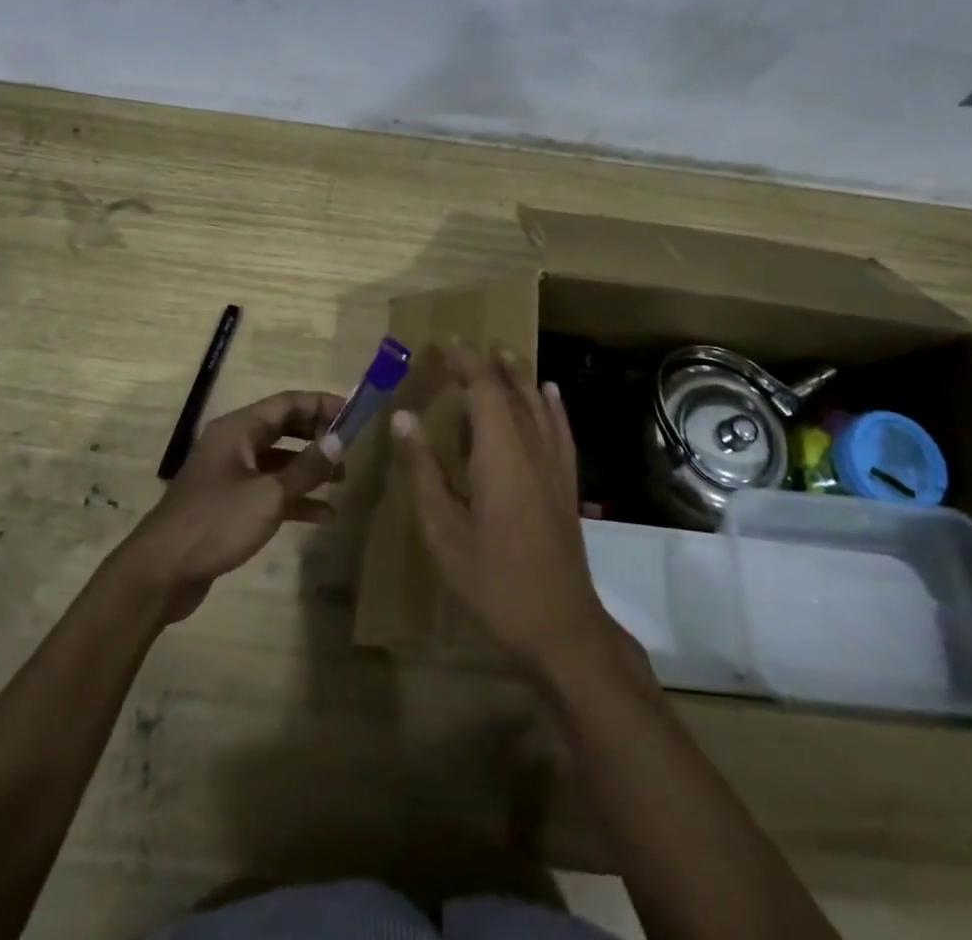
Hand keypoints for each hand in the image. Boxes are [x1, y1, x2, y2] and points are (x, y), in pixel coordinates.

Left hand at [119, 389, 344, 623]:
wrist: (160, 572)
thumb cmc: (215, 523)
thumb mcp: (268, 495)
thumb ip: (306, 468)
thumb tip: (340, 442)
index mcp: (238, 429)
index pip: (288, 403)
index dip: (322, 405)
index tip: (354, 415)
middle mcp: (234, 444)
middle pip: (284, 428)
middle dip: (317, 436)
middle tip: (350, 448)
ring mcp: (230, 475)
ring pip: (278, 461)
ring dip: (309, 468)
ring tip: (342, 481)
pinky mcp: (229, 504)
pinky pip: (269, 490)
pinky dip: (294, 498)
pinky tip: (322, 515)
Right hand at [394, 349, 617, 676]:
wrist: (561, 627)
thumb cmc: (494, 582)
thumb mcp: (444, 532)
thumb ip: (423, 471)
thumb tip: (403, 417)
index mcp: (500, 455)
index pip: (485, 389)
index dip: (466, 362)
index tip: (445, 344)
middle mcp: (533, 449)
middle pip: (513, 391)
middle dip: (488, 364)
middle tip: (464, 348)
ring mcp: (556, 466)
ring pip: (540, 405)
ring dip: (519, 376)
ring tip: (502, 355)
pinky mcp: (567, 484)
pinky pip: (561, 429)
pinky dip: (553, 405)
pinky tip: (550, 393)